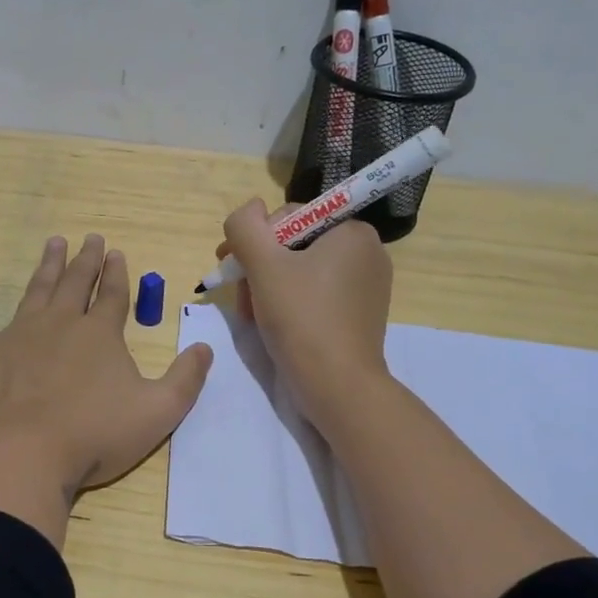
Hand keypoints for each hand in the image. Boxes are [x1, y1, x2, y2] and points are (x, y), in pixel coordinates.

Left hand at [0, 234, 213, 545]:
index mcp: (100, 334)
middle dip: (85, 260)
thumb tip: (205, 348)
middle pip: (76, 283)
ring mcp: (19, 334)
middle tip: (89, 238)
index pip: (113, 295)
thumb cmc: (96, 434)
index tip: (116, 253)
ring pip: (36, 290)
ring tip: (53, 243)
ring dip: (46, 266)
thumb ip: (186, 379)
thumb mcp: (159, 411)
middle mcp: (60, 323)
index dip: (117, 274)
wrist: (27, 453)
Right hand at [220, 200, 391, 430]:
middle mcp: (367, 252)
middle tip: (239, 298)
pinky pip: (317, 294)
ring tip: (252, 315)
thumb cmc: (301, 319)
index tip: (230, 267)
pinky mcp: (360, 314)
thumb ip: (246, 226)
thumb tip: (249, 210)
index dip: (254, 240)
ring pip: (301, 272)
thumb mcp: (263, 265)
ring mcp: (367, 285)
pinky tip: (273, 324)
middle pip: (294, 245)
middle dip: (259, 268)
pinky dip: (290, 303)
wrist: (337, 387)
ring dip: (268, 287)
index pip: (290, 217)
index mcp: (352, 231)